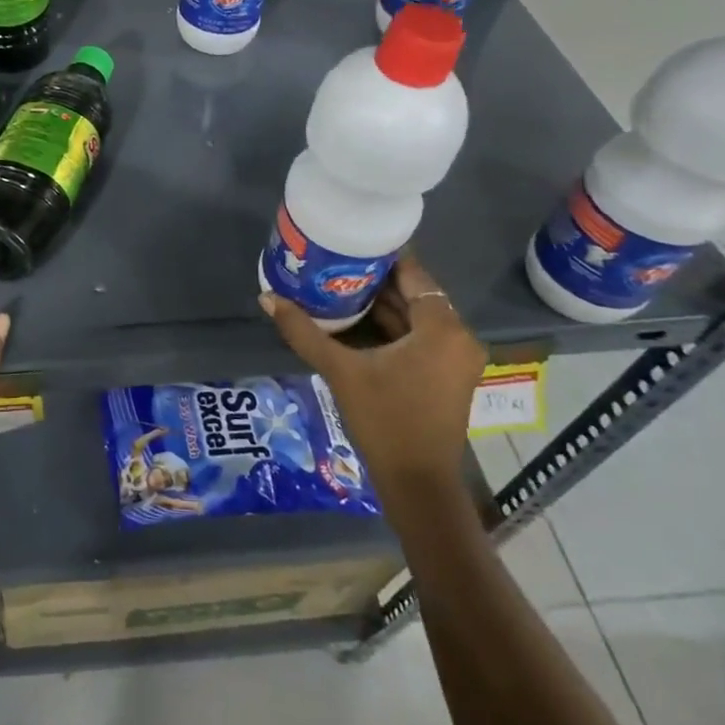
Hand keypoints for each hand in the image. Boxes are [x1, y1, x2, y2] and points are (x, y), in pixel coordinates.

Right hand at [260, 253, 486, 513]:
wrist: (417, 484)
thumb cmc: (384, 420)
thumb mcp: (341, 371)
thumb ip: (304, 332)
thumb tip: (267, 298)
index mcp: (442, 329)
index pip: (414, 274)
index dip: (382, 255)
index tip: (349, 241)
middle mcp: (457, 337)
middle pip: (415, 293)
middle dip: (376, 279)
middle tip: (335, 261)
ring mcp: (456, 358)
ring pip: (417, 316)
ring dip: (383, 303)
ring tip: (339, 284)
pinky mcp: (448, 375)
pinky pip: (420, 336)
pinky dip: (393, 326)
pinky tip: (356, 318)